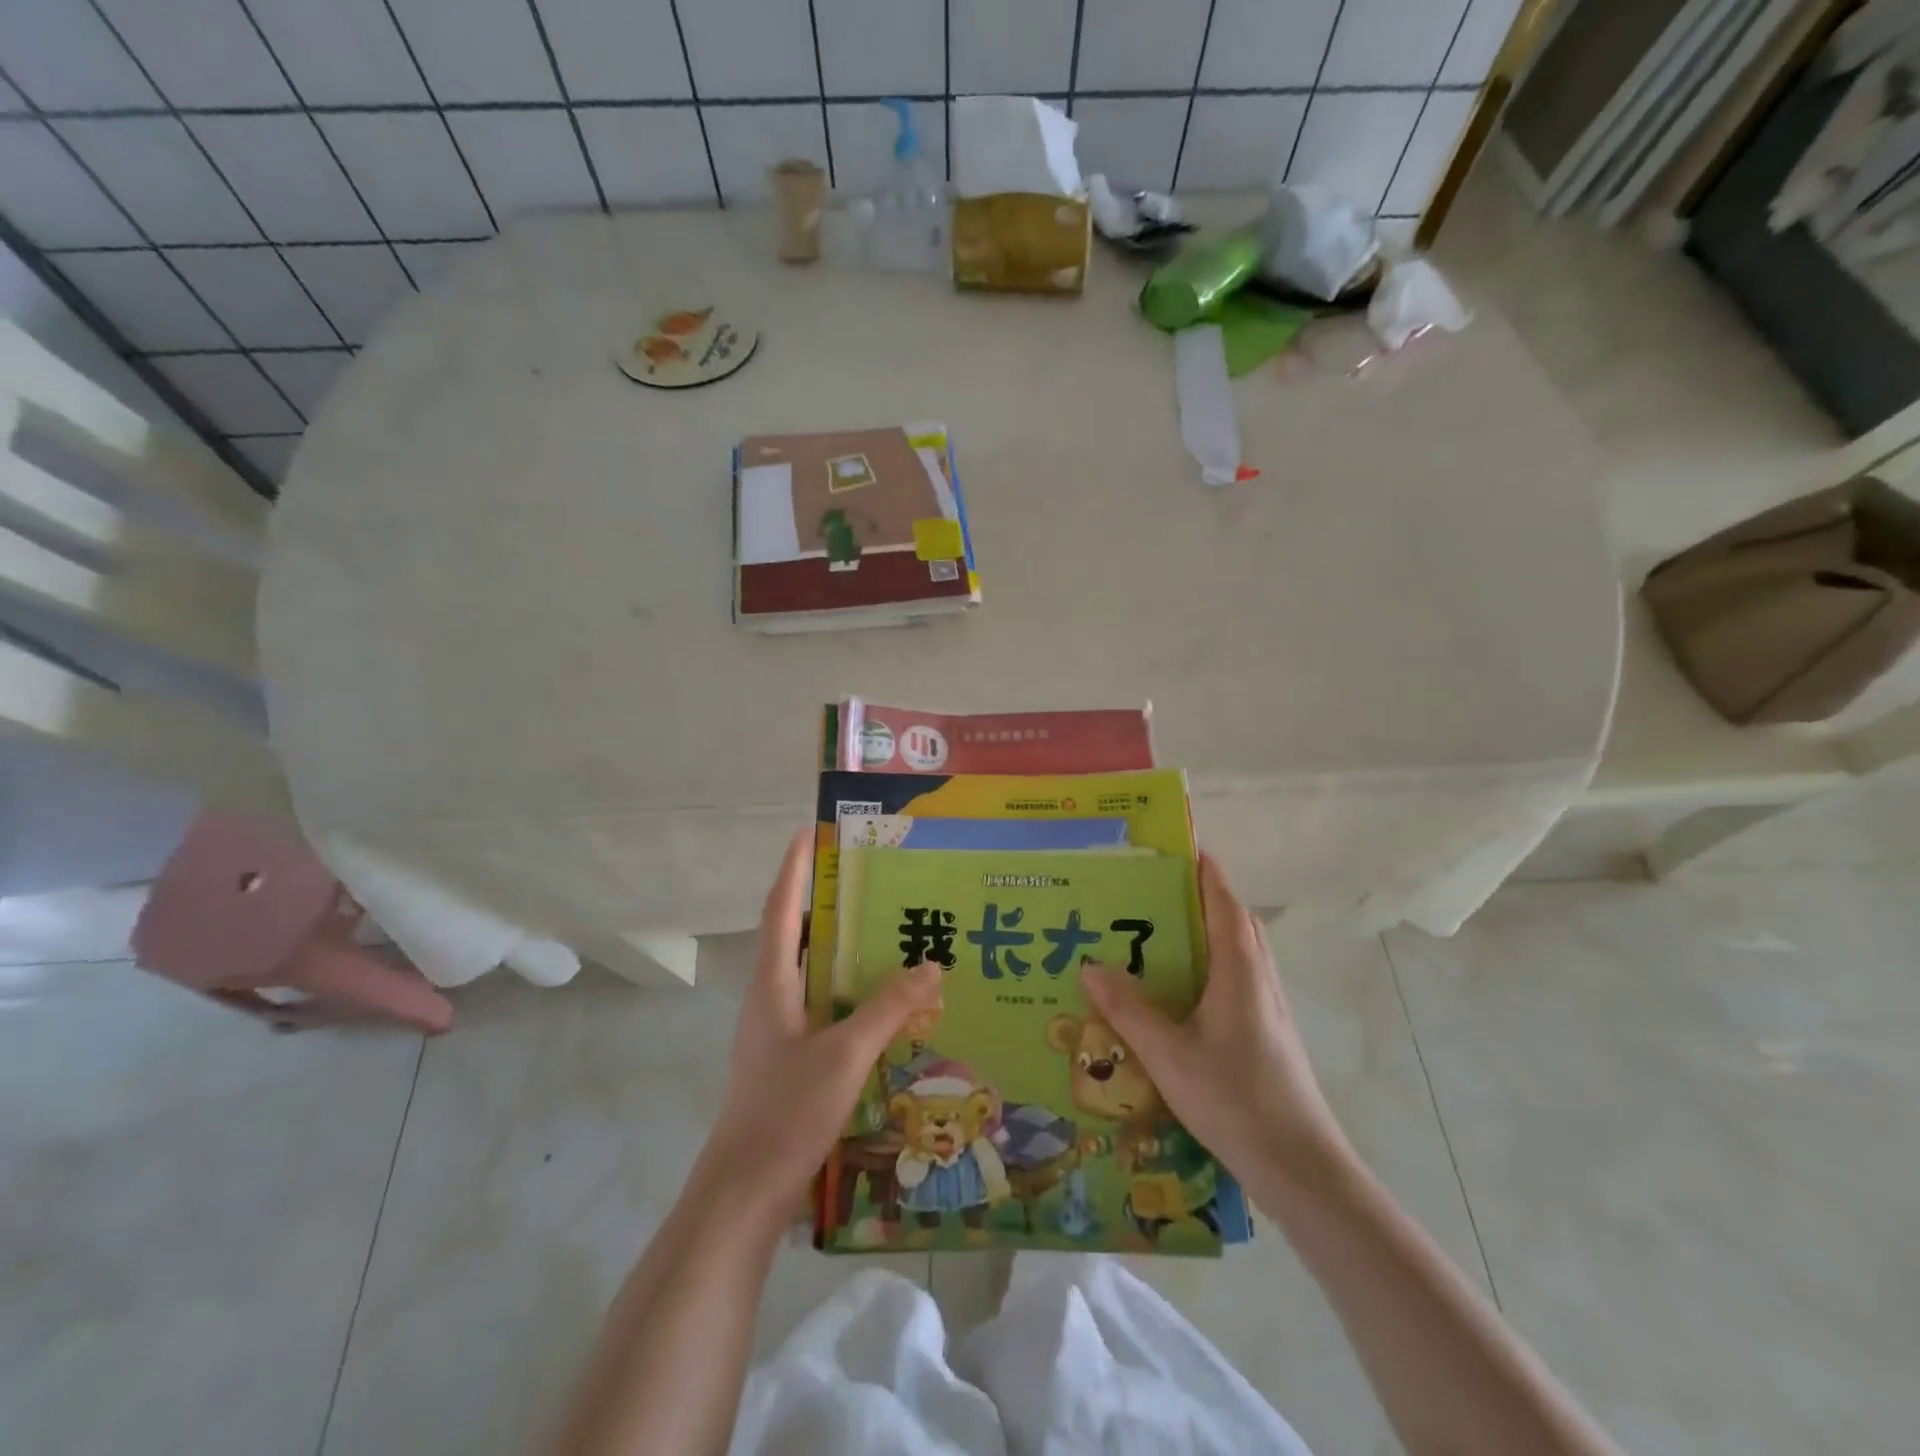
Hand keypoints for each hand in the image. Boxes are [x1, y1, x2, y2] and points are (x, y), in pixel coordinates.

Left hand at [696, 830, 941, 1230]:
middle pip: (796, 933)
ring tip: (884, 927)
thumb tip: (931, 966)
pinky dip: (848, 988)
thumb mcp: (844, 1055)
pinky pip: (822, 1004)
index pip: (782, 910)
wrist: (744, 1193)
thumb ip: (887, 1008)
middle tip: (869, 876)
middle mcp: (771, 997)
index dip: (794, 868)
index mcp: (772, 984)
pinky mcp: (790, 1057)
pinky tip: (882, 999)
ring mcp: (778, 1029)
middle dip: (825, 900)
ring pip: (811, 971)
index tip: (812, 831)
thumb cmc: (786, 1112)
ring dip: (840, 946)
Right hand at [1083, 853, 1347, 1210]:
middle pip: (1236, 920)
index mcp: (1239, 970)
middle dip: (1202, 896)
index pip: (1224, 902)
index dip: (1205, 871)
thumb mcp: (1168, 1055)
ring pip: (1241, 950)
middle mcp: (1259, 977)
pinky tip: (1183, 990)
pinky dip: (1214, 963)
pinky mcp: (1269, 1031)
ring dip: (1210, 929)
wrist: (1300, 1167)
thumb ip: (1128, 1009)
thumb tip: (1089, 965)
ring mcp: (1269, 1006)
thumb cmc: (1235, 1099)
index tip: (1178, 846)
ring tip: (1163, 932)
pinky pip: (1240, 977)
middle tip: (1156, 890)